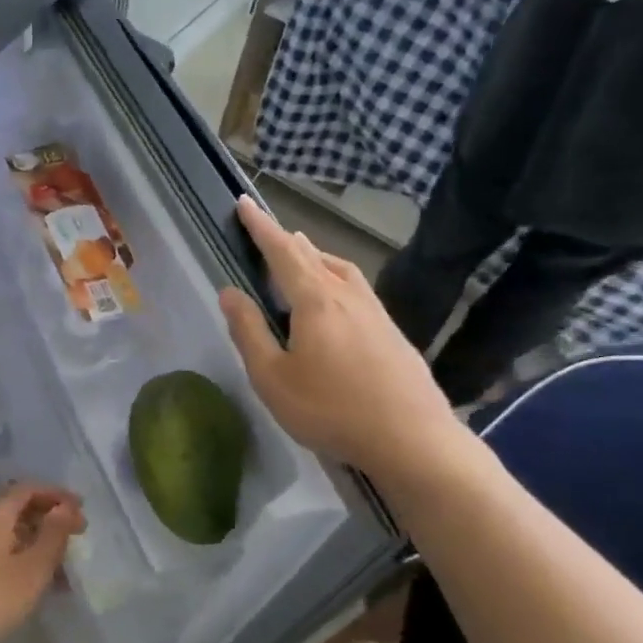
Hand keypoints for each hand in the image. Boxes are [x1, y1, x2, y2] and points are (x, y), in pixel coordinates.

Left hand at [0, 484, 85, 642]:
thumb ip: (53, 534)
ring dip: (40, 544)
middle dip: (51, 519)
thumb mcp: (32, 568)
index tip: (82, 509)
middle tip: (78, 535)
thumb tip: (66, 507)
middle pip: (19, 509)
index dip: (57, 495)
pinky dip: (24, 561)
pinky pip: (2, 554)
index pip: (29, 489)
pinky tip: (40, 586)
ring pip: (12, 535)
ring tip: (65, 570)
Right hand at [219, 195, 459, 474]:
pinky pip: (357, 289)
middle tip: (269, 233)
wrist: (412, 439)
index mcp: (315, 300)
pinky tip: (338, 299)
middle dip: (287, 241)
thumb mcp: (272, 378)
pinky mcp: (393, 332)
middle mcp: (348, 295)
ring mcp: (376, 312)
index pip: (282, 252)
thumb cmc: (331, 409)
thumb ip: (249, 332)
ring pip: (341, 270)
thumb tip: (229, 292)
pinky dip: (337, 278)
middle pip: (314, 256)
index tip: (243, 203)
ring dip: (317, 257)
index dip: (260, 227)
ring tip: (303, 257)